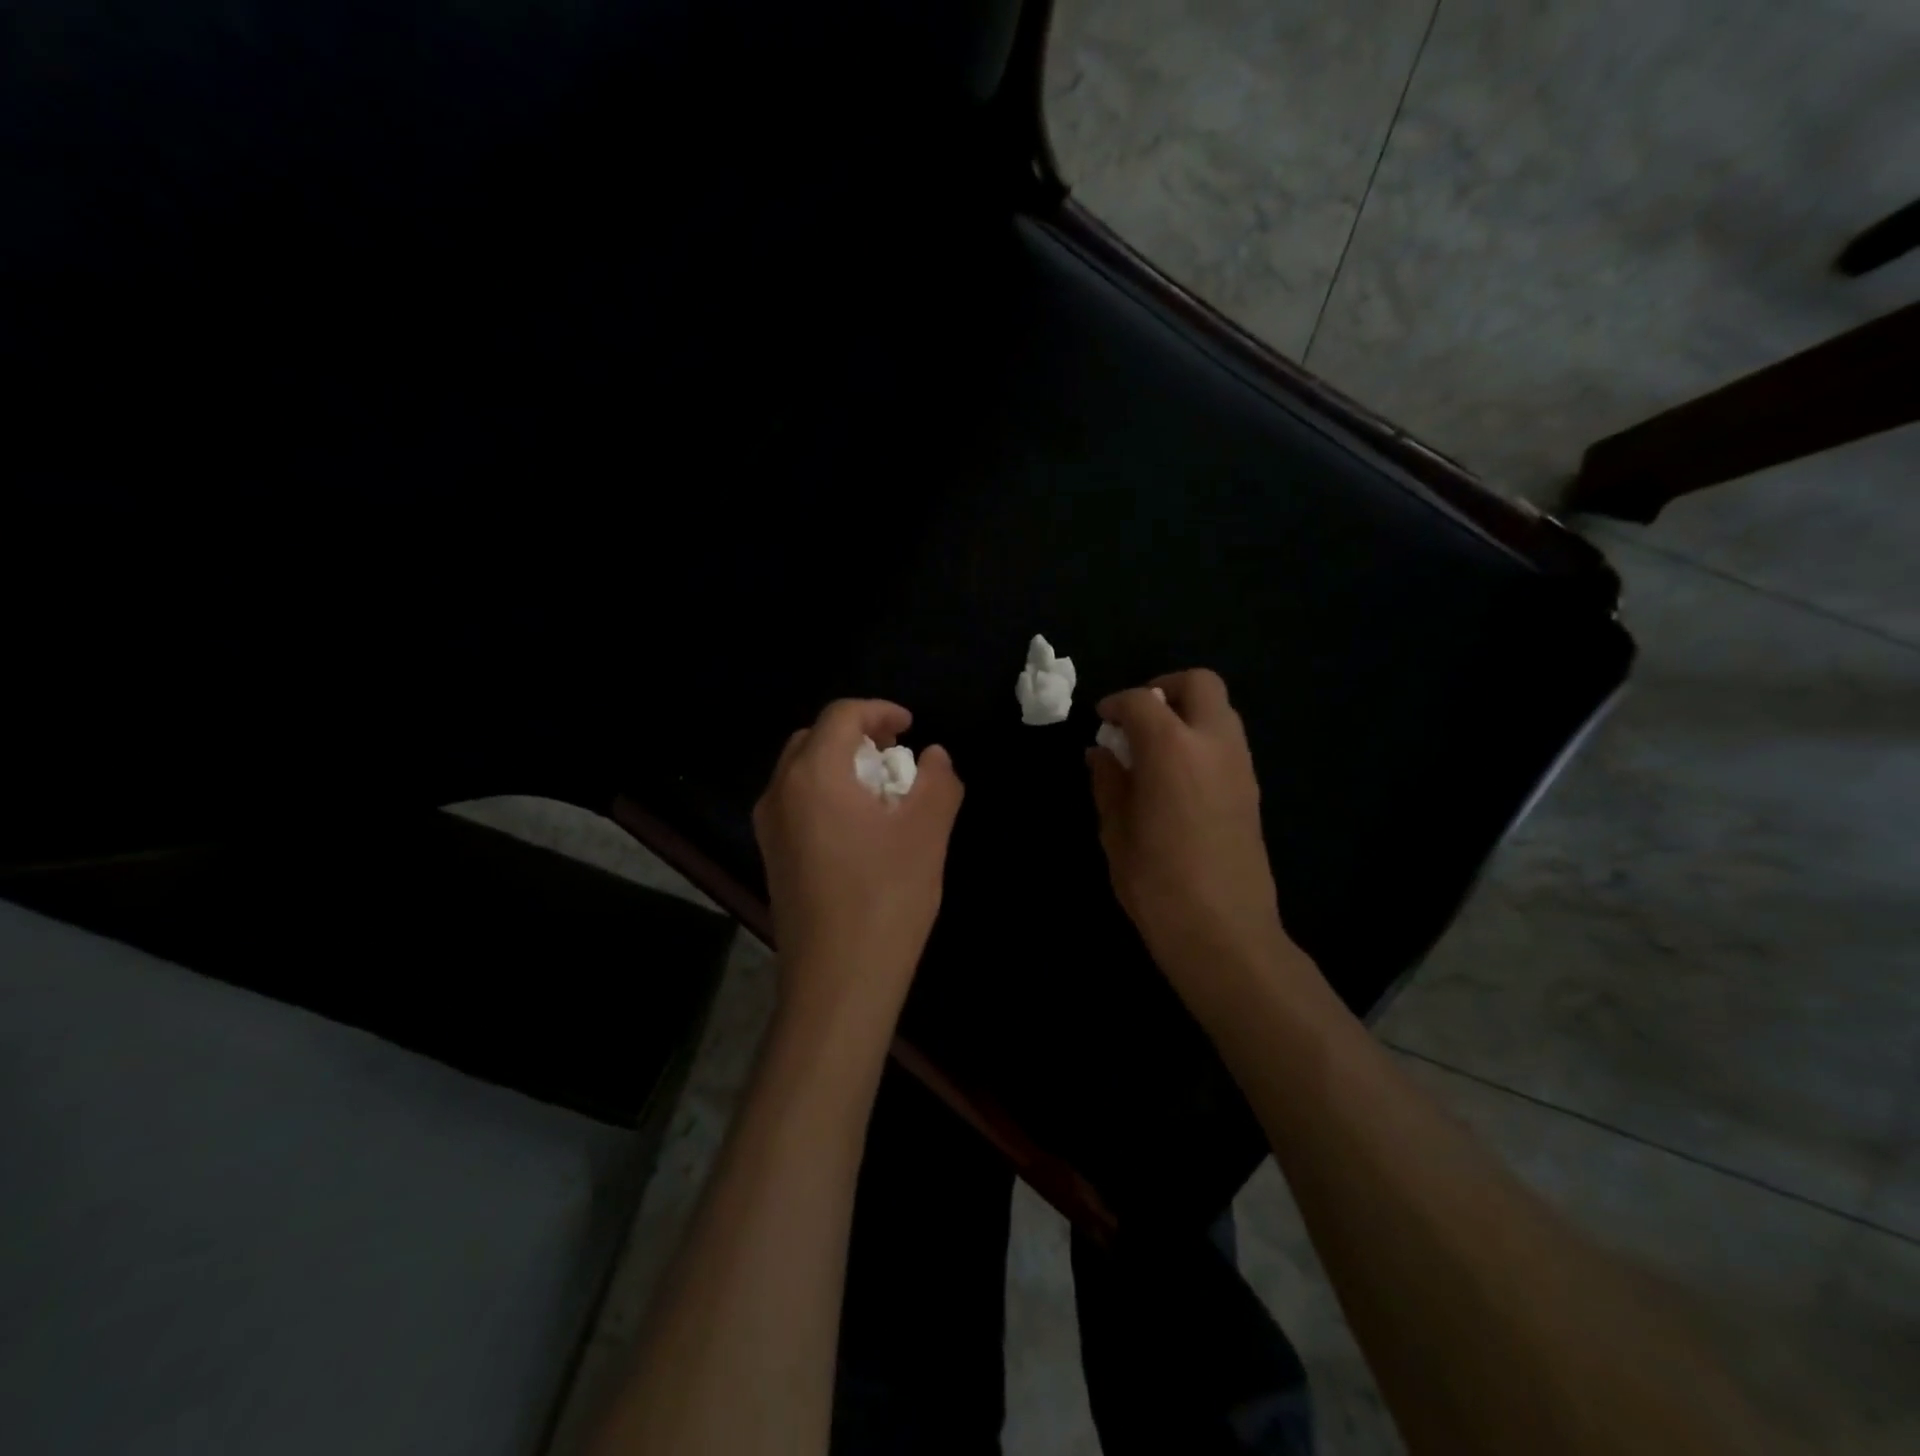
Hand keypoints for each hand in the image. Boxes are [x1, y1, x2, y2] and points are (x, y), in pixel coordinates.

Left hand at [753, 699, 963, 1020]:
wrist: (837, 981)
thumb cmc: (885, 899)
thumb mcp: (927, 832)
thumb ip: (938, 781)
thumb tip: (934, 756)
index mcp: (813, 775)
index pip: (841, 715)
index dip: (880, 710)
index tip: (912, 728)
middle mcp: (779, 792)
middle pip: (814, 738)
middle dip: (857, 735)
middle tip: (896, 754)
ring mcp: (769, 827)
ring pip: (802, 771)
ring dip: (841, 764)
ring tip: (882, 790)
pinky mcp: (772, 856)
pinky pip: (796, 803)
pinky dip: (827, 793)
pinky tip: (860, 827)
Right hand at [1087, 670, 1290, 988]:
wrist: (1224, 932)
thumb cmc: (1156, 883)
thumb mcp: (1116, 831)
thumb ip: (1109, 781)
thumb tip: (1102, 752)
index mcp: (1172, 749)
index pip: (1142, 700)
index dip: (1116, 703)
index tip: (1101, 721)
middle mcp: (1214, 744)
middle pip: (1199, 684)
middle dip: (1165, 689)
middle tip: (1137, 720)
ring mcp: (1240, 765)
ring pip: (1220, 710)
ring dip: (1187, 713)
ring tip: (1155, 749)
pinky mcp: (1252, 789)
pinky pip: (1228, 741)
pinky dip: (1202, 739)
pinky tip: (1177, 776)